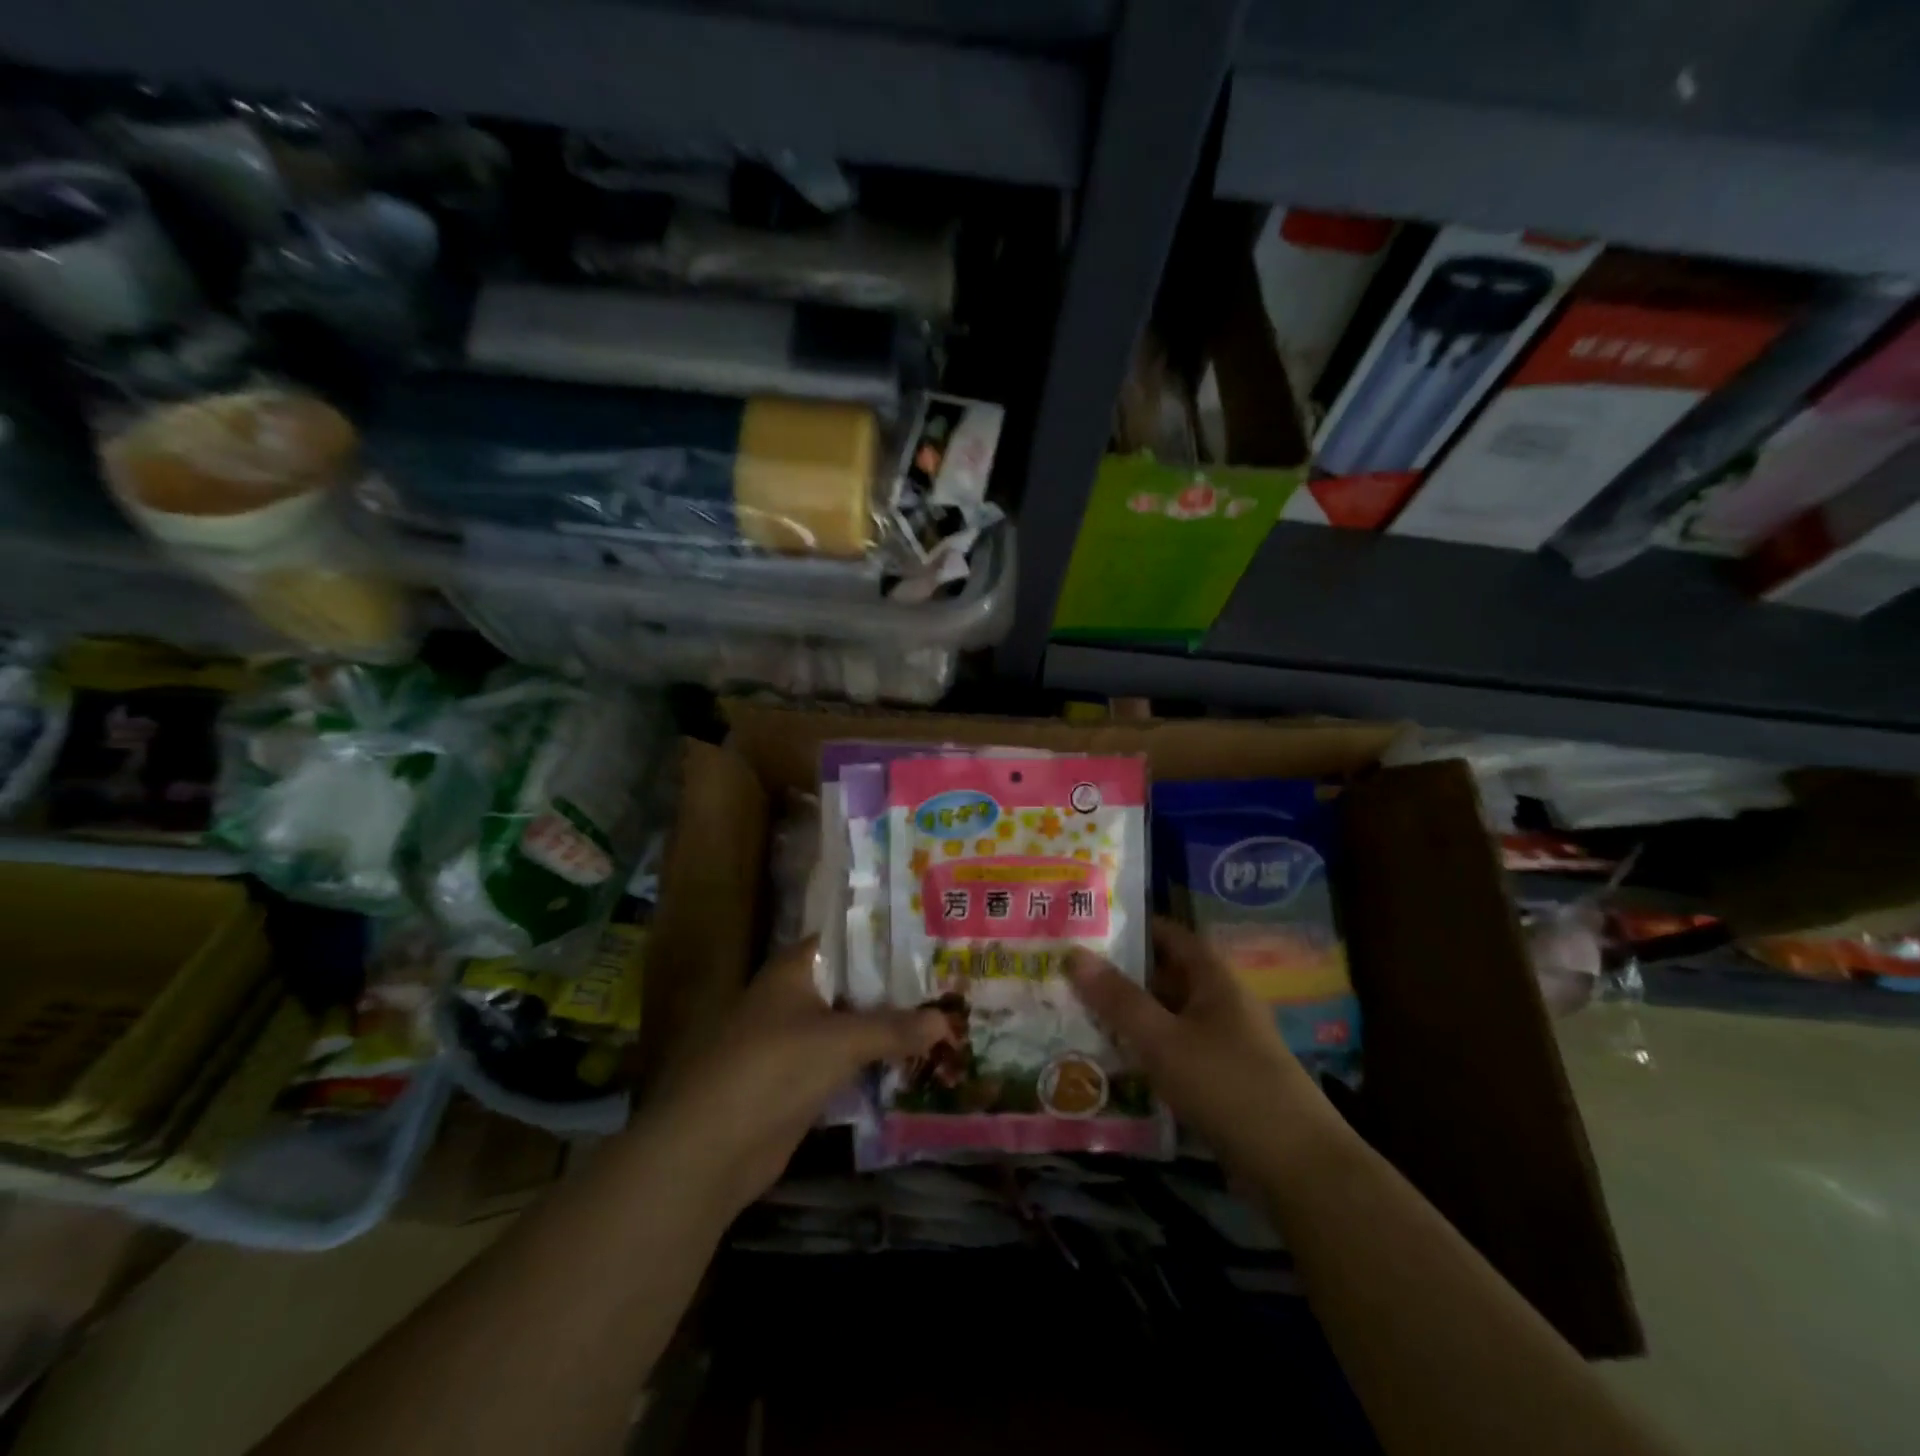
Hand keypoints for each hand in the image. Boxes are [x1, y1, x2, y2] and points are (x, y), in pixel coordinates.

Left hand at [638, 937, 950, 1218]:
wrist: (711, 1148)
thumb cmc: (773, 1068)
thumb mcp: (840, 1041)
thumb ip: (894, 1028)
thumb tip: (948, 1019)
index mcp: (795, 968)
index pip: (849, 938)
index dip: (888, 938)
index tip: (932, 938)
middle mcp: (795, 995)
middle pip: (854, 983)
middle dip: (897, 987)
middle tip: (949, 982)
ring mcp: (796, 1039)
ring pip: (851, 1023)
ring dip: (888, 1026)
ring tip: (943, 1017)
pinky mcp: (799, 1079)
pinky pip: (845, 1060)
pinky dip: (873, 1060)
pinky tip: (913, 1060)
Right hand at [1066, 918, 1326, 1169]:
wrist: (1296, 1167)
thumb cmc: (1227, 1085)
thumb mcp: (1163, 1039)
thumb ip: (1117, 998)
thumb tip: (1072, 953)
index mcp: (1214, 978)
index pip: (1169, 935)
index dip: (1130, 928)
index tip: (1086, 929)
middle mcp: (1220, 1002)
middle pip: (1164, 977)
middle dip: (1119, 977)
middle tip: (1067, 976)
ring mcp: (1223, 1043)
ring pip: (1166, 1018)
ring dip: (1129, 1018)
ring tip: (1076, 1017)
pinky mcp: (1221, 1081)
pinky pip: (1174, 1053)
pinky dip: (1145, 1053)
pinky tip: (1110, 1065)